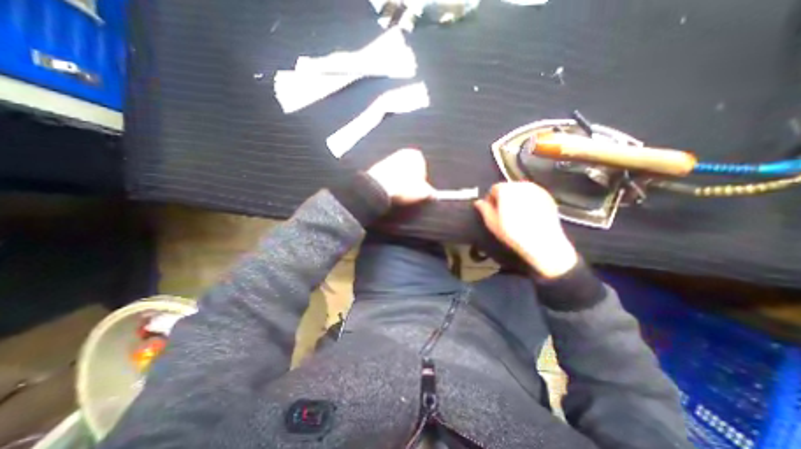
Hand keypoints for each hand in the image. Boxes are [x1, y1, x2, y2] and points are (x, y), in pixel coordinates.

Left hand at [367, 147, 435, 202]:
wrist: (380, 188)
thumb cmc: (403, 187)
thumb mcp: (423, 193)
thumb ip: (431, 192)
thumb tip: (433, 195)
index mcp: (416, 155)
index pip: (424, 169)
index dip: (422, 182)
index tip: (420, 191)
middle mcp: (402, 153)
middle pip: (410, 170)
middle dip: (411, 180)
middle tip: (410, 192)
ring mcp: (389, 159)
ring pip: (399, 173)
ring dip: (401, 182)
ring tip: (400, 193)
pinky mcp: (379, 167)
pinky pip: (389, 176)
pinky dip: (391, 182)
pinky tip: (391, 191)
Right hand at [471, 181, 579, 279]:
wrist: (542, 242)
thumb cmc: (512, 232)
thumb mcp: (492, 223)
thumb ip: (484, 209)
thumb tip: (478, 202)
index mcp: (506, 189)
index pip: (494, 189)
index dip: (491, 200)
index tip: (492, 211)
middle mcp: (521, 185)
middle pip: (508, 188)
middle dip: (504, 198)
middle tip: (504, 214)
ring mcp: (537, 189)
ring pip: (521, 192)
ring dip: (516, 200)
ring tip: (517, 215)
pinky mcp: (548, 196)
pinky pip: (533, 196)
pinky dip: (529, 202)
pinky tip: (529, 215)